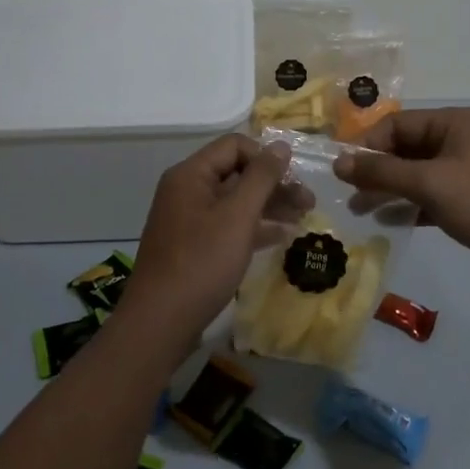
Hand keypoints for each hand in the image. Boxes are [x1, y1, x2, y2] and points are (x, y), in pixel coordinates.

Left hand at [119, 133, 297, 342]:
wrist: (160, 323)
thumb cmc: (201, 263)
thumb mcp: (238, 216)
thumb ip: (262, 177)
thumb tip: (282, 145)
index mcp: (191, 175)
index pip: (234, 146)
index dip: (266, 157)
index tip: (292, 180)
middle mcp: (187, 190)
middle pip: (237, 173)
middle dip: (274, 184)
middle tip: (308, 202)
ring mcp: (189, 219)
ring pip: (235, 201)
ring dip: (269, 206)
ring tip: (302, 218)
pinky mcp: (193, 246)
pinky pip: (229, 225)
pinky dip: (254, 227)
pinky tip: (281, 236)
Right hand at [332, 107, 469, 282]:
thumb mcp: (429, 183)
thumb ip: (382, 171)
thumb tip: (338, 162)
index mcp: (452, 123)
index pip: (397, 124)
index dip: (367, 144)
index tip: (341, 169)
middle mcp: (457, 140)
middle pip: (404, 148)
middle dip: (375, 170)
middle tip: (347, 193)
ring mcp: (463, 169)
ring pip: (414, 173)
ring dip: (387, 189)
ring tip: (359, 210)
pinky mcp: (467, 197)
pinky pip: (428, 194)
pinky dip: (408, 205)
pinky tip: (387, 221)